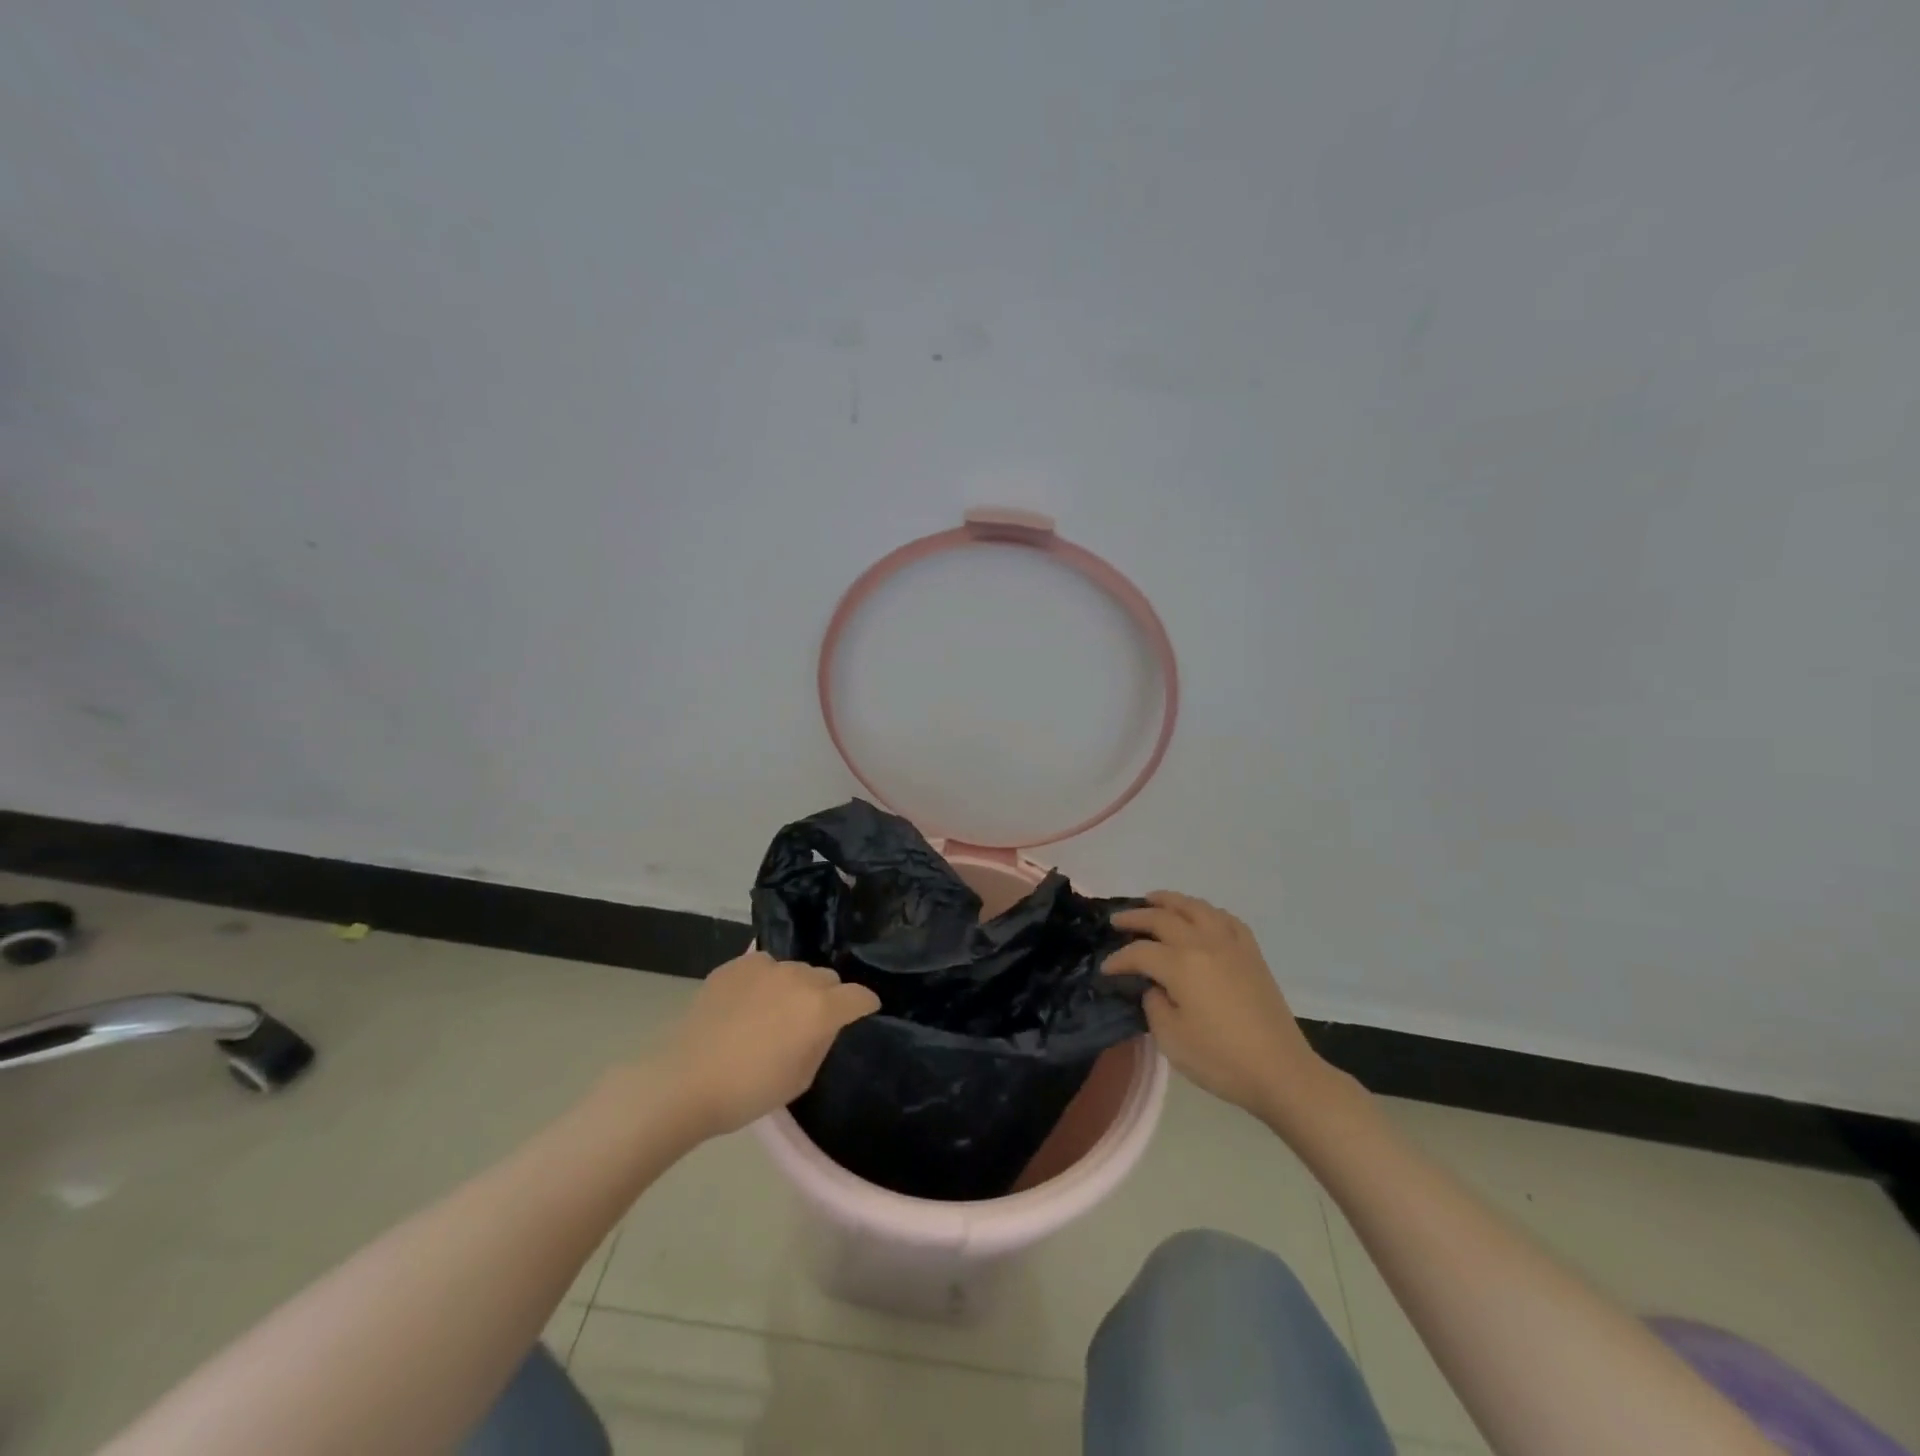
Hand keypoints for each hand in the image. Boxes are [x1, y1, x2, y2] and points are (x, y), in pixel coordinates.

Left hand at [663, 951, 880, 1137]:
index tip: (862, 1013)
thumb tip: (825, 1024)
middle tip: (809, 1021)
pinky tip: (747, 1003)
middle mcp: (799, 978)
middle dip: (827, 996)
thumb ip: (821, 1042)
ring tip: (773, 1011)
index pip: (859, 996)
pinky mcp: (736, 964)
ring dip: (794, 987)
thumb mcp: (800, 1078)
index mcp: (821, 1008)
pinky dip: (764, 981)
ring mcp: (766, 966)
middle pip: (828, 978)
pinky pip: (763, 966)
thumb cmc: (748, 1091)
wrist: (684, 1081)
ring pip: (795, 970)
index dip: (865, 1006)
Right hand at [1106, 892, 1335, 1121]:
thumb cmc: (1220, 1059)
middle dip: (1136, 917)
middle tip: (1117, 920)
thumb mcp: (1170, 1038)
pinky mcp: (1252, 954)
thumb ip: (1154, 1004)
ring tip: (1153, 899)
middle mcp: (1204, 943)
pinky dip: (1206, 911)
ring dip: (1170, 901)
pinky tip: (1201, 916)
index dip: (1118, 959)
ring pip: (1196, 908)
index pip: (1139, 952)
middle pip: (1164, 918)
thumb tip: (1155, 986)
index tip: (1105, 970)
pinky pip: (1226, 919)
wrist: (1281, 1072)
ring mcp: (1231, 945)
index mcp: (1180, 964)